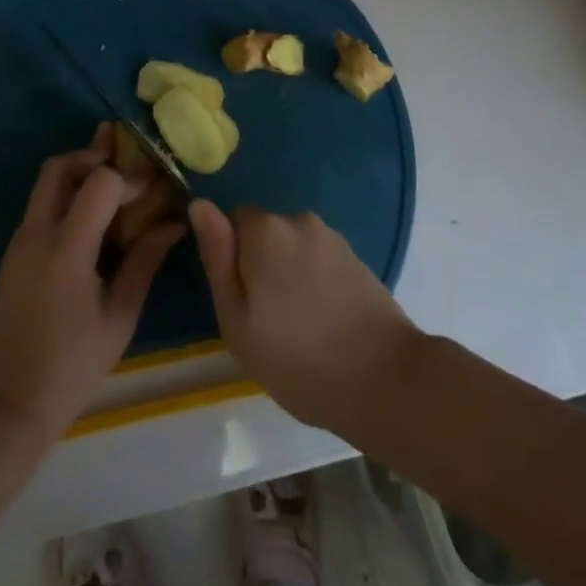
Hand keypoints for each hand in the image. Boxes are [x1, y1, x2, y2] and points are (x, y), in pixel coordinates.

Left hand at [0, 125, 184, 437]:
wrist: (11, 399)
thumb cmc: (74, 364)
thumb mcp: (120, 316)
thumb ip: (145, 261)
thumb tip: (173, 222)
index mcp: (66, 250)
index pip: (99, 183)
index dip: (129, 178)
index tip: (153, 190)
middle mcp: (36, 234)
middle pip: (60, 167)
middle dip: (94, 157)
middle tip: (126, 167)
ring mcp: (19, 241)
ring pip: (46, 183)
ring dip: (79, 174)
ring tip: (114, 188)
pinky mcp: (14, 252)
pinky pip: (41, 206)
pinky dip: (67, 196)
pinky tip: (93, 219)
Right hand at [189, 199, 420, 433]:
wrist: (386, 380)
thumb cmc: (297, 357)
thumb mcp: (236, 317)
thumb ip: (216, 255)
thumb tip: (200, 204)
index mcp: (265, 229)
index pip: (231, 221)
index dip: (230, 258)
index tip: (240, 299)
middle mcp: (299, 220)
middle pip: (263, 233)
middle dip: (260, 264)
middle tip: (266, 319)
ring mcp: (333, 238)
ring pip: (292, 248)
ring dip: (289, 274)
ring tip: (299, 326)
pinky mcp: (357, 259)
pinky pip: (319, 261)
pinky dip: (315, 283)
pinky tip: (325, 322)